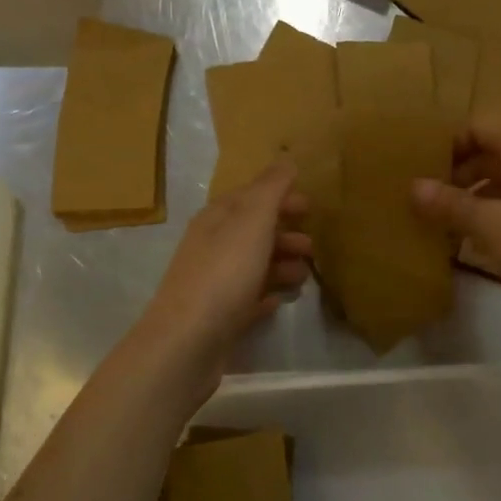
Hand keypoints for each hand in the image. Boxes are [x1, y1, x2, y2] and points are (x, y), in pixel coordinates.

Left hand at [133, 161, 312, 384]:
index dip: (280, 197)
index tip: (310, 207)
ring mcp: (213, 283)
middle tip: (313, 246)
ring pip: (252, 266)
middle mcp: (211, 246)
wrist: (187, 341)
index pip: (250, 197)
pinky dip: (265, 295)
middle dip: (285, 234)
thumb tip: (285, 159)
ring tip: (304, 277)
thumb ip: (271, 190)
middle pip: (252, 232)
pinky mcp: (218, 317)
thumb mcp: (252, 222)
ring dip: (280, 265)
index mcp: (216, 219)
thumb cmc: (224, 274)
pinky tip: (279, 302)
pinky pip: (247, 299)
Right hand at [410, 121, 500, 322]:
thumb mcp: (491, 227)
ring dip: (474, 194)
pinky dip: (495, 209)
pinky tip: (476, 237)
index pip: (476, 126)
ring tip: (444, 221)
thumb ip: (450, 205)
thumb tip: (412, 187)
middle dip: (456, 173)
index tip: (419, 173)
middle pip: (489, 149)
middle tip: (425, 200)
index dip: (446, 146)